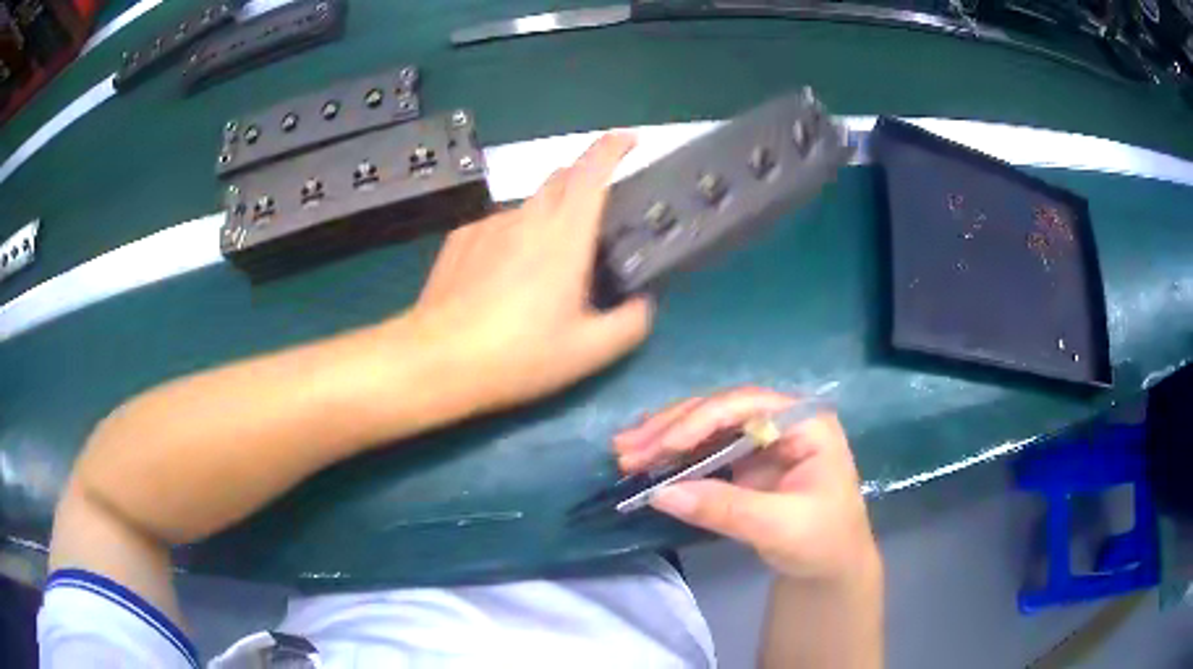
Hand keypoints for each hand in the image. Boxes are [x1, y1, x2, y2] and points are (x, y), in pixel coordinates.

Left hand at [410, 133, 653, 412]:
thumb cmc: (518, 355)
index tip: (630, 139)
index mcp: (564, 236)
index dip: (614, 147)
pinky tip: (503, 276)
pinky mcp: (460, 238)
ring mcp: (488, 225)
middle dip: (584, 180)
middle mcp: (526, 218)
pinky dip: (513, 236)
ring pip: (528, 204)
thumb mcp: (587, 352)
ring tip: (545, 264)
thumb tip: (643, 306)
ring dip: (547, 215)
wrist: (438, 359)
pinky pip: (497, 224)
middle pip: (560, 178)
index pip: (592, 171)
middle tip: (596, 214)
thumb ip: (629, 325)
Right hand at [614, 387, 877, 580]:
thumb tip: (661, 493)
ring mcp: (763, 438)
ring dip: (665, 437)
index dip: (701, 420)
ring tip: (624, 450)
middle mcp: (783, 420)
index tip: (663, 446)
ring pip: (707, 426)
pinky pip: (706, 448)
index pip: (748, 406)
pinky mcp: (746, 460)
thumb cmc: (822, 541)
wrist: (830, 566)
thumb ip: (724, 508)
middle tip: (627, 448)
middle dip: (672, 428)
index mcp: (807, 423)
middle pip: (721, 410)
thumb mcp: (778, 527)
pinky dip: (675, 455)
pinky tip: (647, 456)